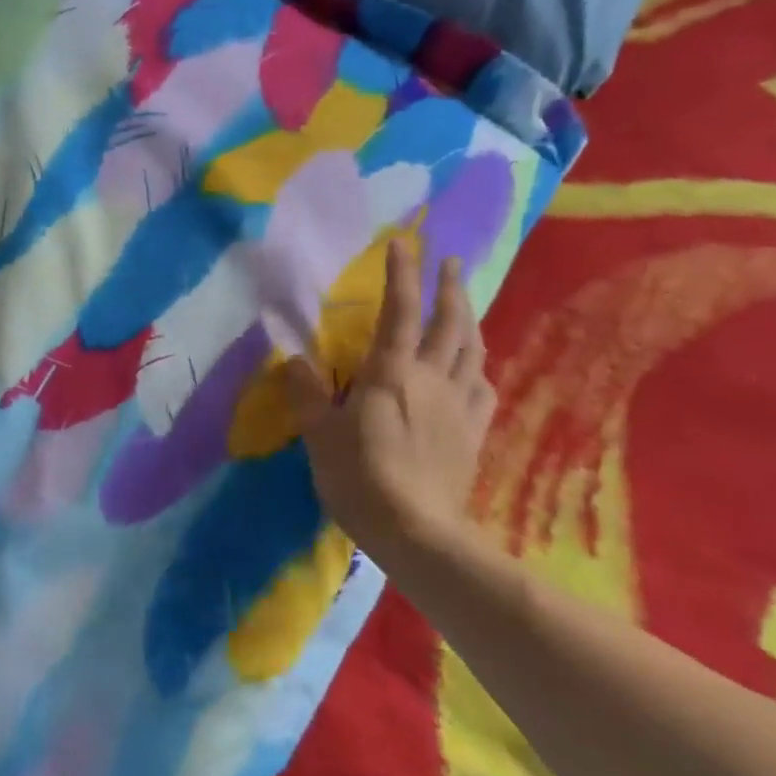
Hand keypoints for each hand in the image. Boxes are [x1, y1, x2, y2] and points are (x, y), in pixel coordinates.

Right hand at [284, 241, 495, 558]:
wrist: (418, 532)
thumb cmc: (360, 477)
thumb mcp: (320, 435)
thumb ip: (308, 394)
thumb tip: (293, 360)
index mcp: (392, 372)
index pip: (399, 312)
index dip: (402, 275)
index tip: (404, 243)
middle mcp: (432, 379)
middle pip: (450, 323)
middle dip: (451, 288)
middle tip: (452, 262)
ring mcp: (459, 406)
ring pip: (473, 351)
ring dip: (470, 320)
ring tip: (465, 305)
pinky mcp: (473, 434)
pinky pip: (483, 389)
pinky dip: (479, 368)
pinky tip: (476, 369)